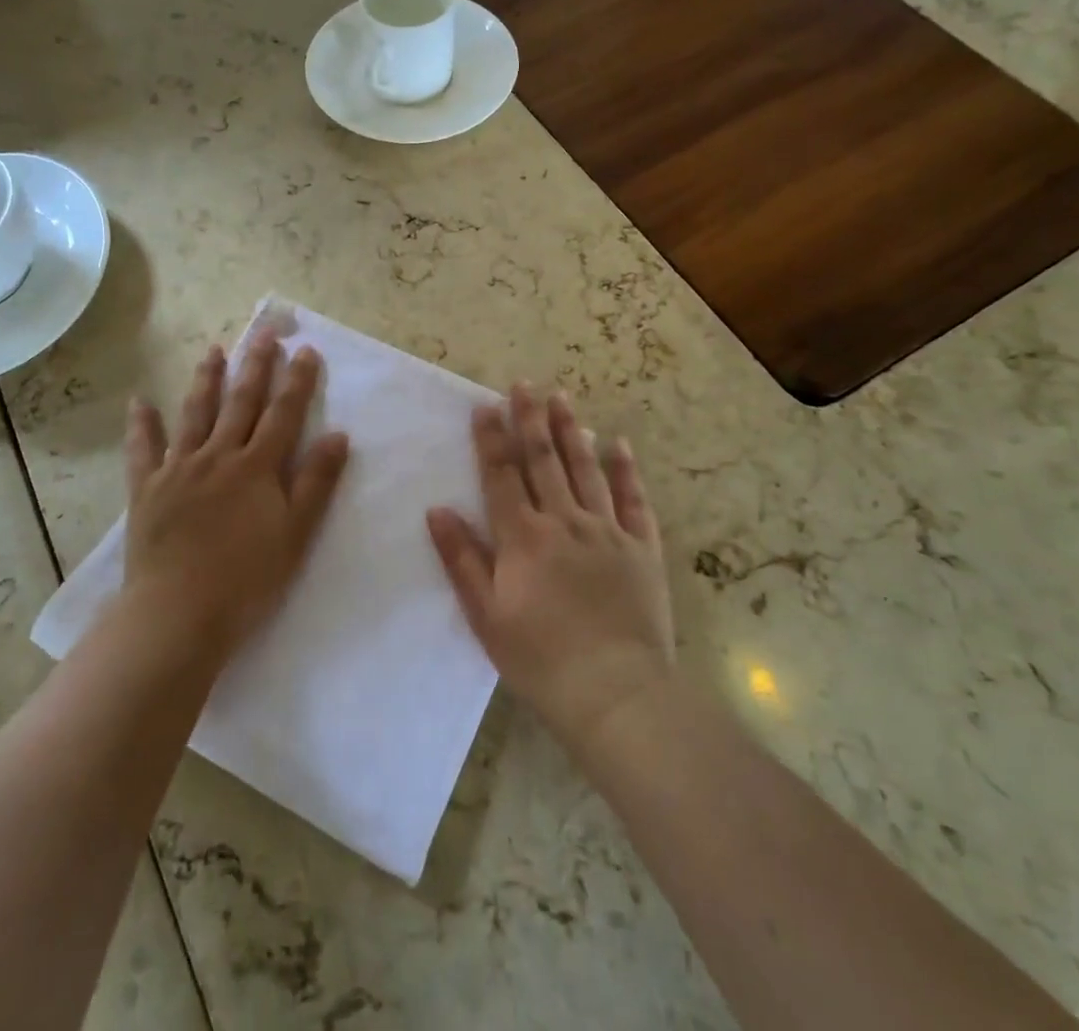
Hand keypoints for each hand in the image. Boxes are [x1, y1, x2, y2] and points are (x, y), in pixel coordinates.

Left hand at [122, 330, 350, 660]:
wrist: (178, 614)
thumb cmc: (246, 580)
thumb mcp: (295, 534)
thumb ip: (316, 482)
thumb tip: (338, 434)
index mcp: (256, 468)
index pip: (283, 414)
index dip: (297, 381)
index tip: (305, 349)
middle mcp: (218, 456)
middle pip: (241, 402)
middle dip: (256, 364)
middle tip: (264, 331)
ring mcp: (178, 469)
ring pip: (195, 413)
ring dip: (206, 380)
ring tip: (214, 350)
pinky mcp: (147, 488)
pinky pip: (142, 449)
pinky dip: (142, 425)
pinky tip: (140, 401)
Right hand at [427, 384, 674, 753]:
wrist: (615, 693)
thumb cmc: (540, 658)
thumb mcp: (486, 615)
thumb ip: (462, 559)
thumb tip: (437, 510)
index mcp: (523, 537)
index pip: (502, 475)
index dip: (491, 439)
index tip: (484, 406)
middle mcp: (564, 521)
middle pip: (544, 460)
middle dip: (530, 419)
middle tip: (524, 384)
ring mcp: (607, 531)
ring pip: (586, 469)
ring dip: (572, 430)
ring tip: (562, 397)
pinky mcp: (641, 547)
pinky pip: (633, 499)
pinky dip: (625, 469)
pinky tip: (617, 443)